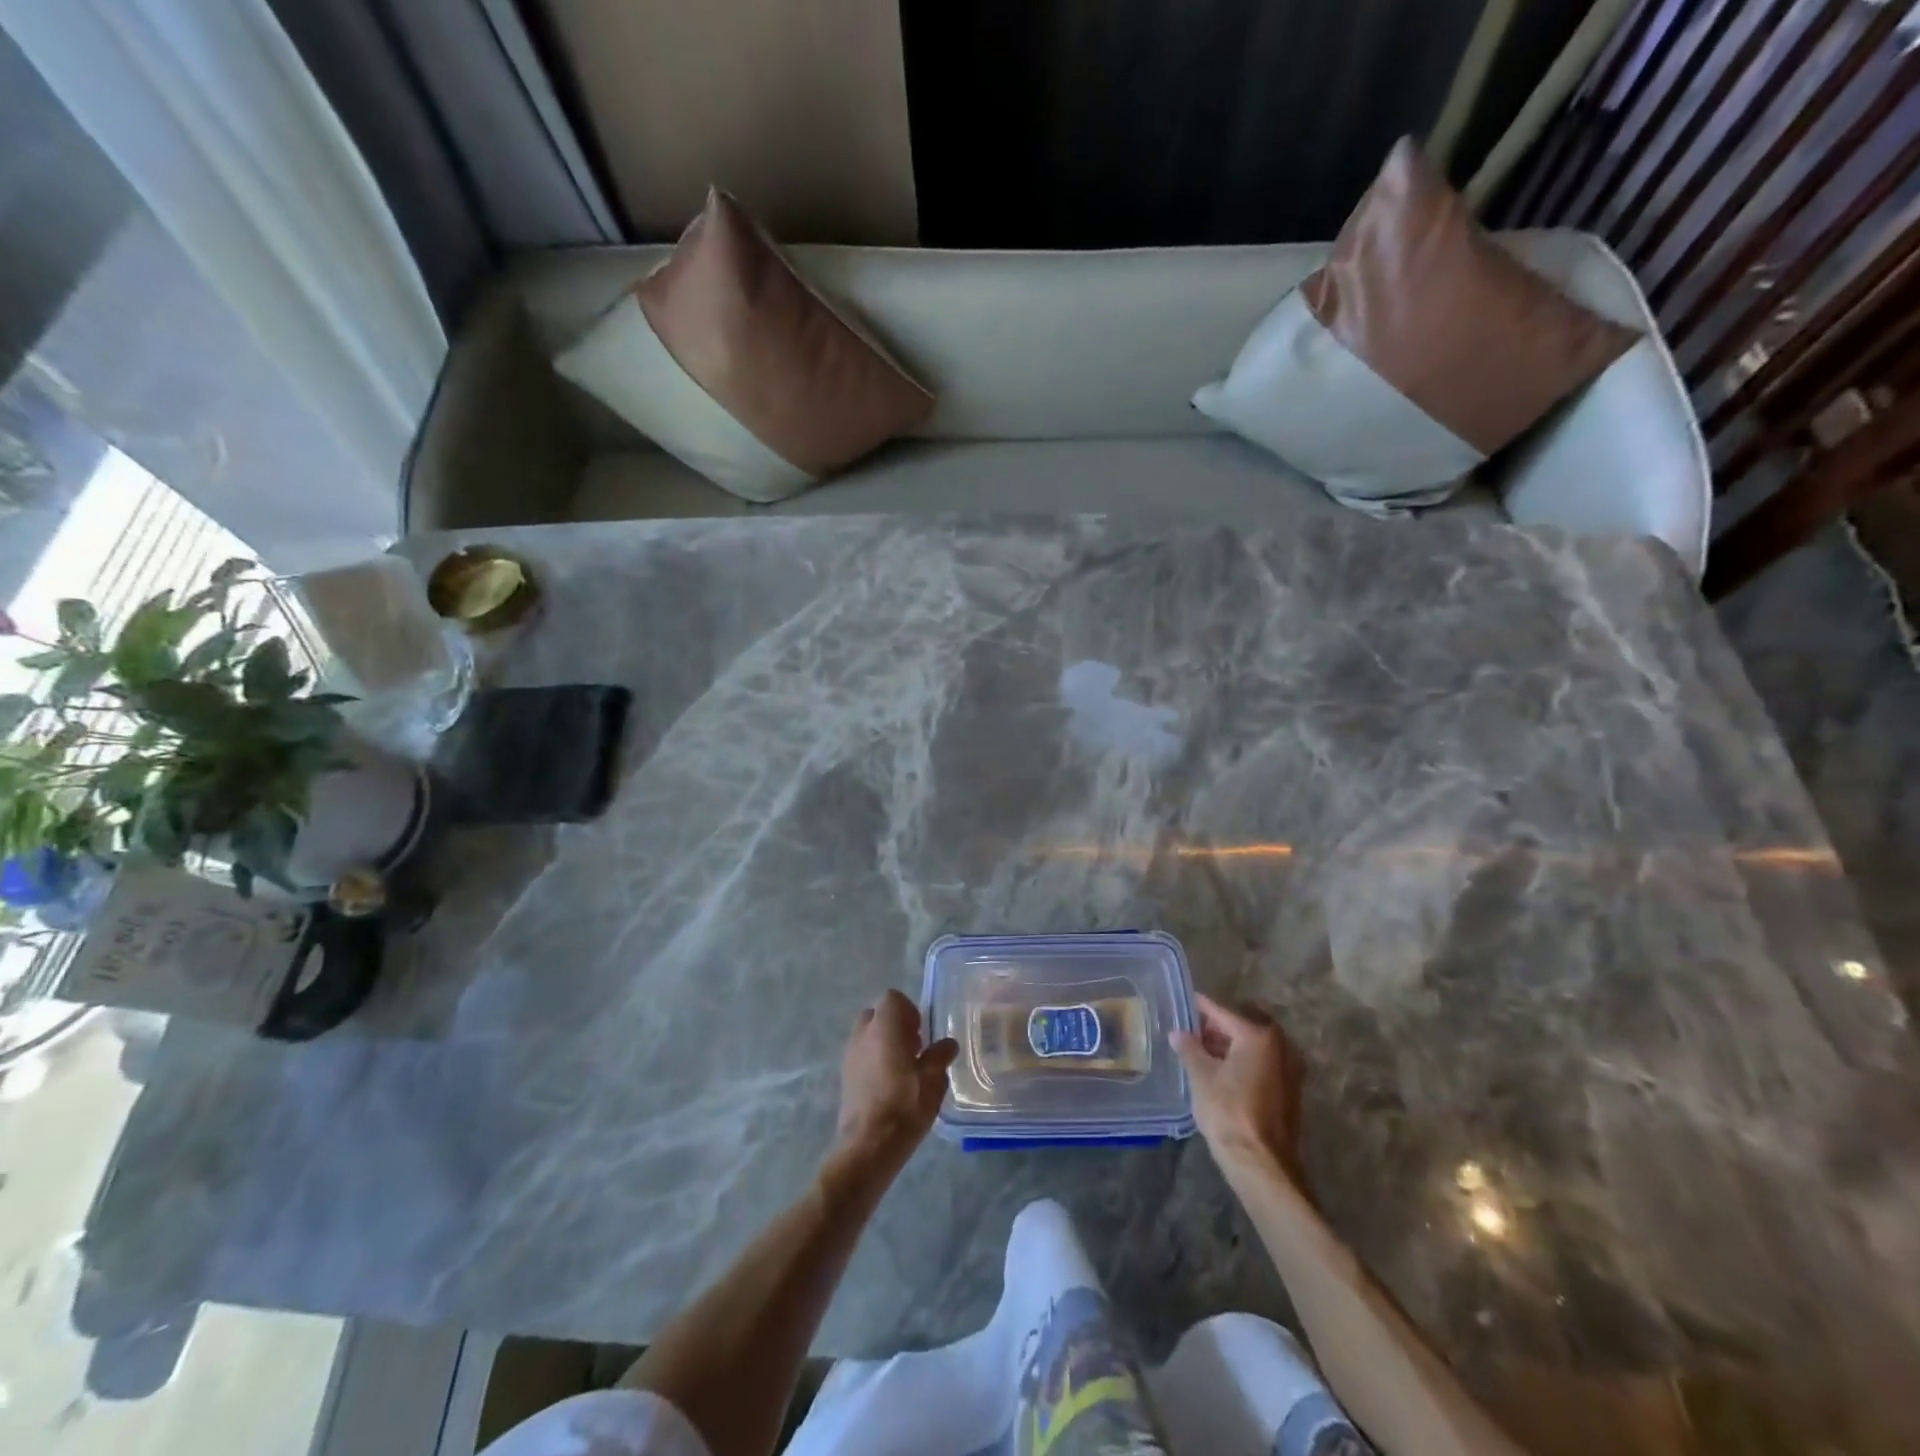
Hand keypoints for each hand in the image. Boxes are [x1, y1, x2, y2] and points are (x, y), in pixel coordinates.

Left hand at [833, 990, 957, 1171]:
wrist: (868, 1146)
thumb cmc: (905, 1105)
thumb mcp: (933, 1080)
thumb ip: (940, 1056)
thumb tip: (948, 1044)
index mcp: (884, 1026)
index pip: (893, 998)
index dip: (910, 1010)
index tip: (922, 1033)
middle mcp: (863, 1033)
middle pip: (878, 1014)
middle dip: (896, 1025)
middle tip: (915, 1047)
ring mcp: (850, 1054)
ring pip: (868, 1035)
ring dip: (885, 1043)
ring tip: (905, 1069)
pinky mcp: (844, 1076)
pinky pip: (861, 1055)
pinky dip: (875, 1060)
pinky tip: (890, 1085)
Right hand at [1170, 993, 1305, 1185]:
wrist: (1261, 1164)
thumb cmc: (1228, 1112)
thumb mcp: (1201, 1076)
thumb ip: (1189, 1048)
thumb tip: (1178, 1033)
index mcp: (1258, 1036)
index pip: (1222, 1013)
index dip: (1201, 1007)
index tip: (1184, 1000)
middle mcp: (1280, 1046)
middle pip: (1241, 1027)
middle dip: (1216, 1028)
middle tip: (1190, 1030)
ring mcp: (1290, 1070)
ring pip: (1253, 1047)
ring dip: (1230, 1046)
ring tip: (1201, 1051)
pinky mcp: (1290, 1091)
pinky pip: (1262, 1064)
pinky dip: (1243, 1062)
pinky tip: (1220, 1072)